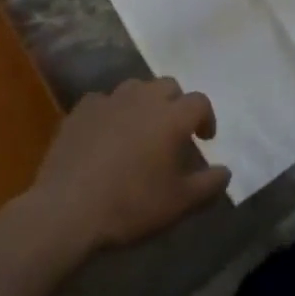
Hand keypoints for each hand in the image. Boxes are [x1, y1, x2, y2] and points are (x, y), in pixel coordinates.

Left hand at [29, 78, 231, 253]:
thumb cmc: (131, 205)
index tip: (204, 138)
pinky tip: (105, 134)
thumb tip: (226, 172)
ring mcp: (110, 100)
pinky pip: (103, 101)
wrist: (68, 209)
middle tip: (172, 131)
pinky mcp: (82, 110)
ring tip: (140, 129)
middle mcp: (144, 98)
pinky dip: (111, 112)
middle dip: (175, 104)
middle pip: (168, 86)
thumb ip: (208, 185)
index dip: (206, 118)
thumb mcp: (178, 204)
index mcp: (172, 116)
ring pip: (136, 88)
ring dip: (144, 103)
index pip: (199, 102)